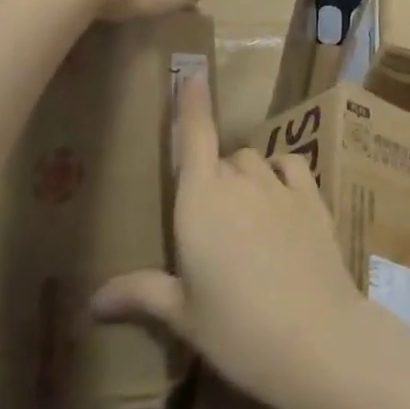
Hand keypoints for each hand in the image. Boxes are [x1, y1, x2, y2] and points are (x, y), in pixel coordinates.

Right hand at [92, 71, 361, 408]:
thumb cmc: (237, 329)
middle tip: (209, 225)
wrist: (316, 337)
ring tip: (243, 219)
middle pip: (220, 159)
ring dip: (244, 177)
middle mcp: (237, 179)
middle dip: (211, 179)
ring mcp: (278, 184)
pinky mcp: (312, 195)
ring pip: (253, 161)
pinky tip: (279, 196)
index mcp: (199, 200)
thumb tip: (93, 301)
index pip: (194, 135)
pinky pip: (289, 164)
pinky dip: (280, 172)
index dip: (191, 102)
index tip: (192, 72)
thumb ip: (142, 294)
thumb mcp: (183, 315)